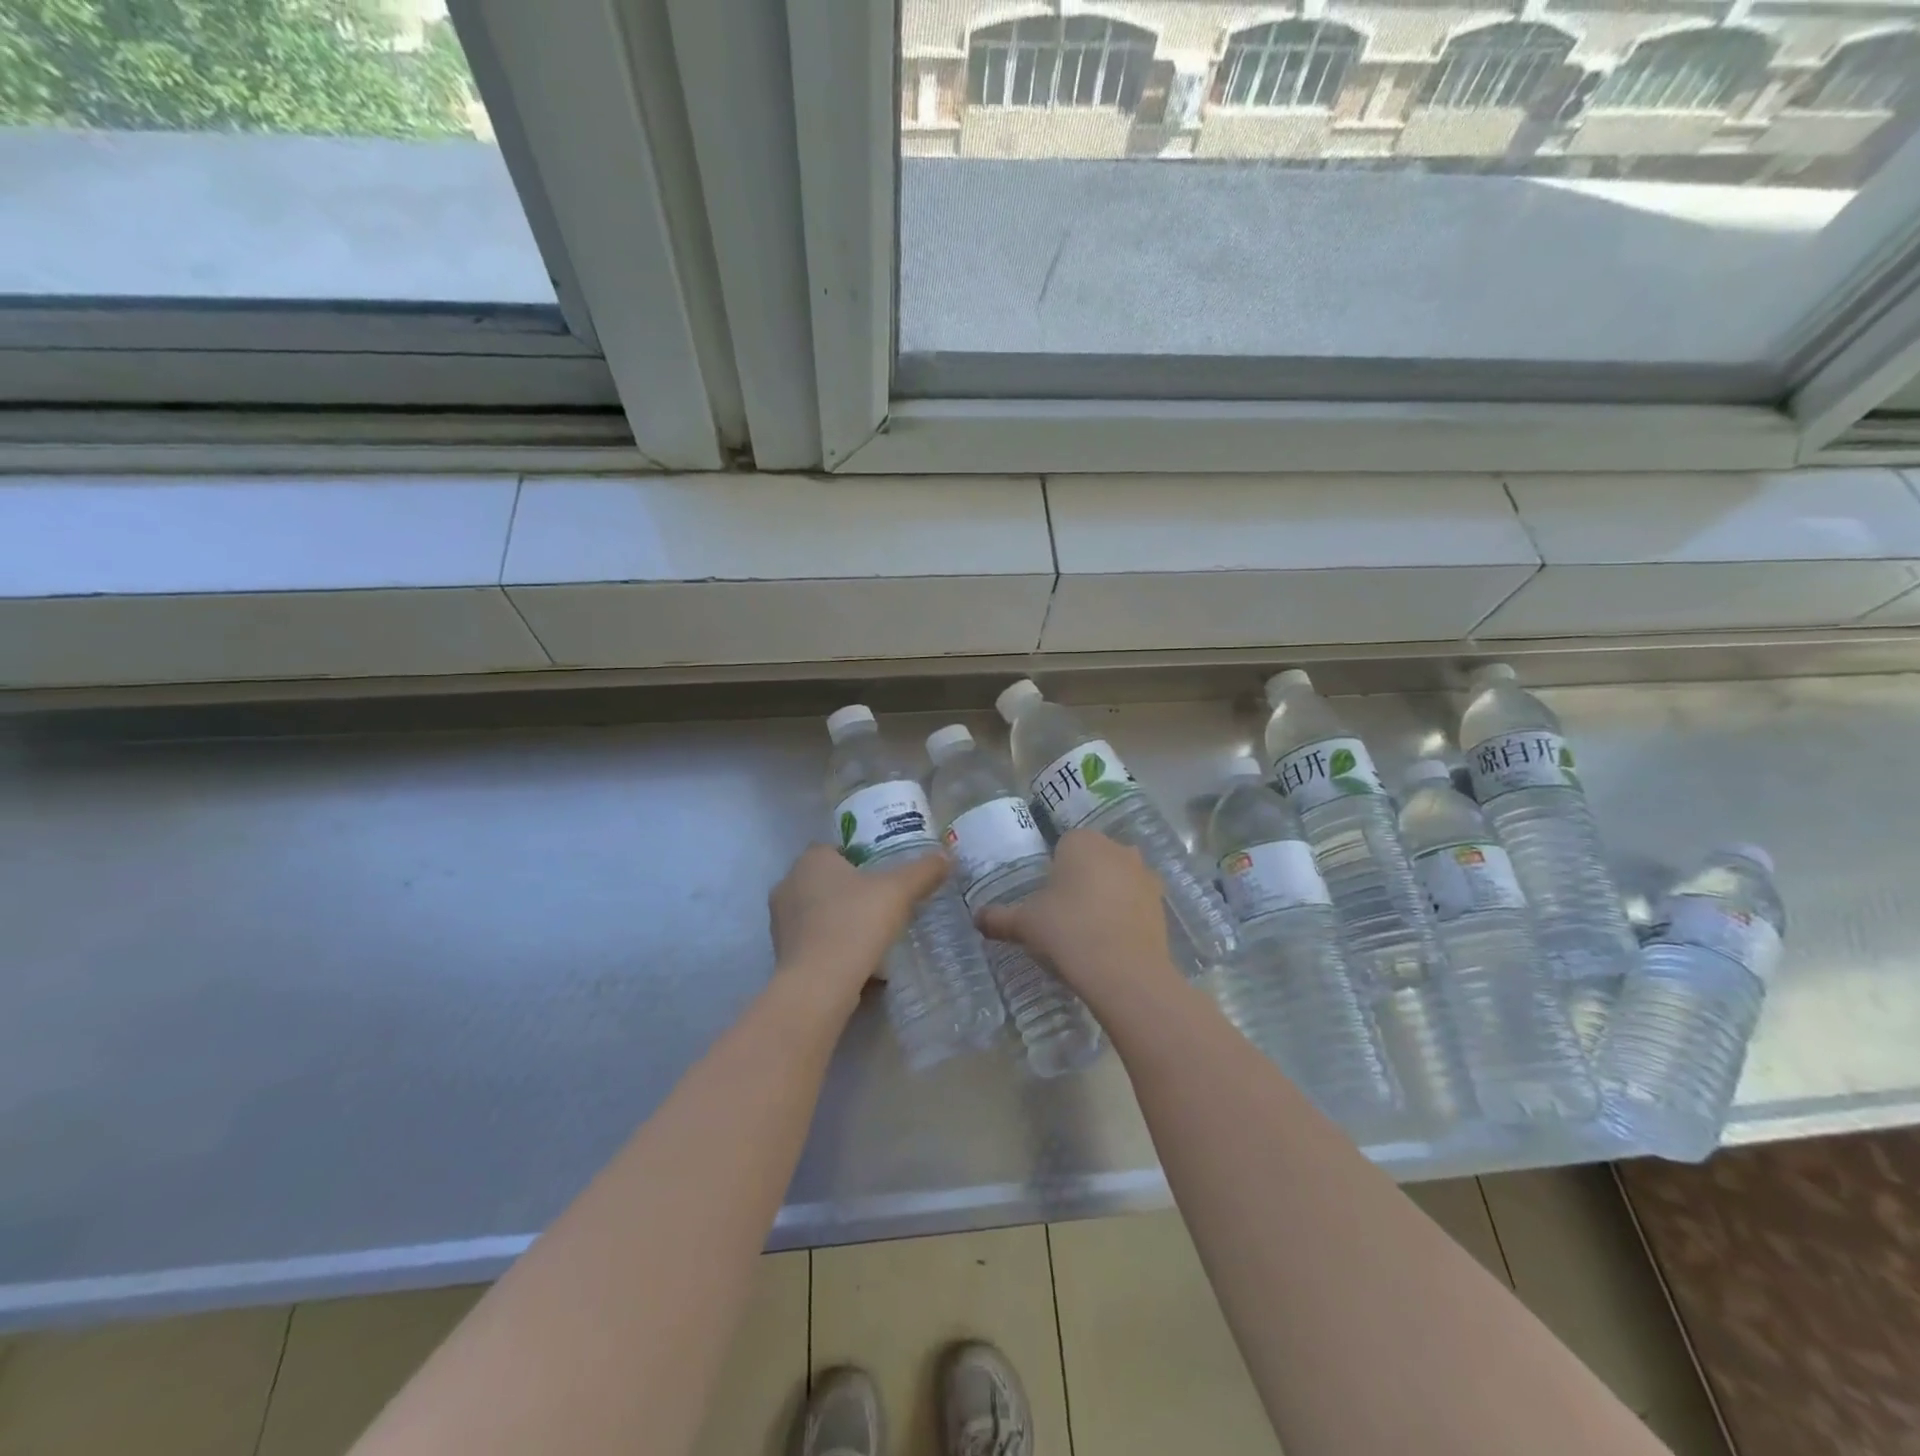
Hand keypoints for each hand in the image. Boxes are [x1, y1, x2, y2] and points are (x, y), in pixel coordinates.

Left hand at [768, 844, 949, 1000]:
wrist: (819, 984)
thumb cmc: (856, 923)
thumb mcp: (899, 891)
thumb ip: (923, 871)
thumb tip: (946, 857)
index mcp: (811, 860)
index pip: (834, 848)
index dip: (858, 858)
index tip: (882, 874)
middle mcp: (788, 884)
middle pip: (825, 880)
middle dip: (850, 890)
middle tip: (882, 903)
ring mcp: (780, 921)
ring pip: (817, 912)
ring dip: (840, 919)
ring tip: (872, 934)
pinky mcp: (782, 953)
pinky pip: (813, 941)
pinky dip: (832, 945)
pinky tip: (857, 960)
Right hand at [975, 830, 1179, 1002]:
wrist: (1125, 972)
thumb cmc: (1068, 931)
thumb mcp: (1025, 924)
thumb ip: (999, 918)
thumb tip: (976, 918)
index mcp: (1082, 841)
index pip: (1064, 844)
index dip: (1053, 869)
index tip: (1046, 898)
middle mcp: (1117, 848)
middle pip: (1093, 859)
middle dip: (1082, 878)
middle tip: (1064, 913)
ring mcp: (1145, 875)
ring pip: (1118, 878)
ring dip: (1107, 894)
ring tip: (1089, 929)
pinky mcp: (1161, 904)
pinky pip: (1136, 901)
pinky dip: (1126, 914)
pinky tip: (1112, 940)